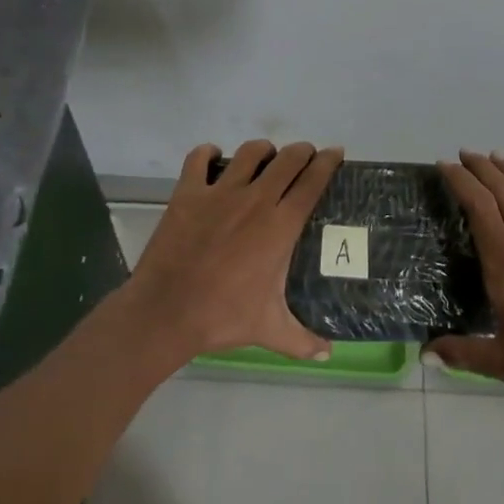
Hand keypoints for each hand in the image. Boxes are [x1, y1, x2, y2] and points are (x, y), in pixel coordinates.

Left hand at [125, 139, 343, 363]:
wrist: (167, 311)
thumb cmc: (223, 317)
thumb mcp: (269, 329)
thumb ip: (302, 340)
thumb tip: (329, 354)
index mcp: (280, 226)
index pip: (312, 182)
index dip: (328, 162)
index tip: (335, 153)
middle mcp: (255, 199)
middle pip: (288, 159)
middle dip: (302, 152)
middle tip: (305, 157)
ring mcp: (220, 192)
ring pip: (250, 152)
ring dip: (263, 150)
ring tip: (266, 157)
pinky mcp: (188, 192)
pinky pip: (199, 158)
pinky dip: (208, 153)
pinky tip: (213, 158)